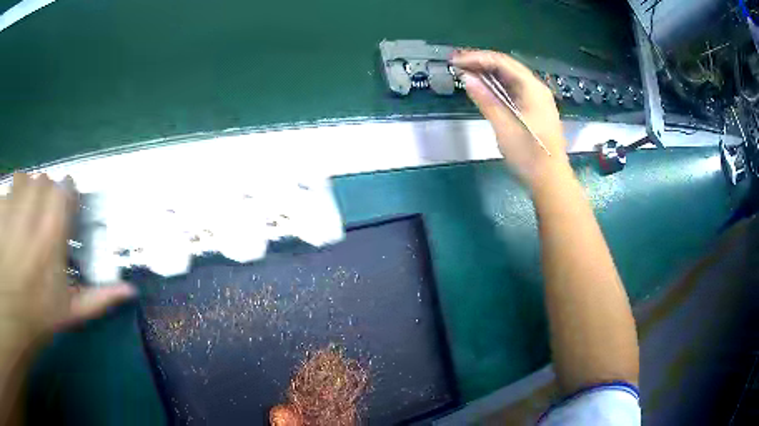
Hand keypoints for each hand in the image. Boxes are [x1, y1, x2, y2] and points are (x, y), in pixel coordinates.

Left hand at [0, 173, 135, 353]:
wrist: (12, 318)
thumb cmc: (36, 318)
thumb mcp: (67, 313)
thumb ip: (98, 298)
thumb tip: (130, 290)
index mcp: (51, 237)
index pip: (65, 189)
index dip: (66, 196)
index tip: (64, 211)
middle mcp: (30, 212)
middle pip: (43, 180)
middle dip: (44, 195)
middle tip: (41, 219)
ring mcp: (10, 208)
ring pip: (23, 178)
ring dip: (25, 192)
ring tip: (23, 217)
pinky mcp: (0, 209)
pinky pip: (8, 188)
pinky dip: (10, 197)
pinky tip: (9, 220)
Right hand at [452, 50, 569, 187]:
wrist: (551, 181)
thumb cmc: (529, 155)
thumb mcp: (505, 127)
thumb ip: (486, 100)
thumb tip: (467, 78)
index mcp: (532, 88)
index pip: (501, 62)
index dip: (477, 58)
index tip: (455, 61)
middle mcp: (537, 88)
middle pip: (507, 66)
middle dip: (481, 62)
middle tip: (457, 64)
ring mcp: (538, 99)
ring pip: (511, 77)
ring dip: (488, 73)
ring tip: (466, 73)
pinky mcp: (535, 110)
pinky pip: (514, 89)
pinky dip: (498, 86)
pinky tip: (485, 89)